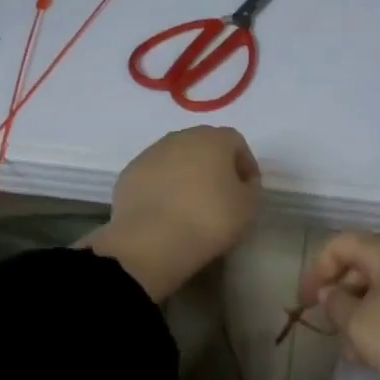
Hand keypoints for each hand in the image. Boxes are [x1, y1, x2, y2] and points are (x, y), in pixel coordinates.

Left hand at [85, 126, 261, 299]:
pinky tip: (166, 211)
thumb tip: (242, 181)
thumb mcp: (248, 207)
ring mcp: (151, 153)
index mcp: (213, 139)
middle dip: (214, 165)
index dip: (245, 164)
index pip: (236, 142)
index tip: (247, 189)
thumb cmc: (208, 219)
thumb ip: (250, 187)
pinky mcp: (129, 173)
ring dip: (186, 174)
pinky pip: (154, 175)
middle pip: (204, 145)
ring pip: (176, 158)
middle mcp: (180, 137)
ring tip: (190, 205)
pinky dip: (163, 187)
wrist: (151, 241)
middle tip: (220, 194)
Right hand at [300, 232, 379, 379]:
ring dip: (367, 317)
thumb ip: (336, 305)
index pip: (340, 243)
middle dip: (343, 298)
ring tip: (361, 356)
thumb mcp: (362, 326)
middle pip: (365, 265)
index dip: (315, 270)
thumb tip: (331, 291)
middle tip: (334, 334)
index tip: (304, 305)